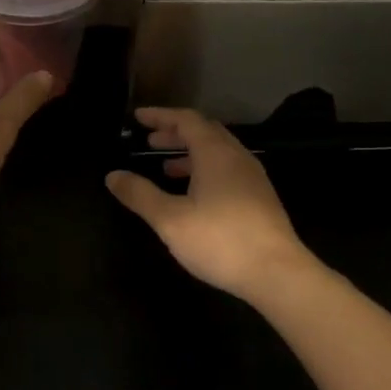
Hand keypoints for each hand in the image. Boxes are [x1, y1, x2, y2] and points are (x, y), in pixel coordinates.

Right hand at [105, 107, 312, 298]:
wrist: (277, 273)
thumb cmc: (220, 240)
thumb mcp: (171, 220)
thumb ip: (140, 195)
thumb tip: (113, 176)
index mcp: (216, 153)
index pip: (187, 120)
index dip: (161, 116)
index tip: (138, 117)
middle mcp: (237, 157)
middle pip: (204, 132)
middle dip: (175, 133)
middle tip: (149, 141)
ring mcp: (253, 178)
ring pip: (218, 153)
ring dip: (190, 154)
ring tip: (165, 169)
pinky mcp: (260, 198)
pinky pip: (228, 170)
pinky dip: (205, 171)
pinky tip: (194, 195)